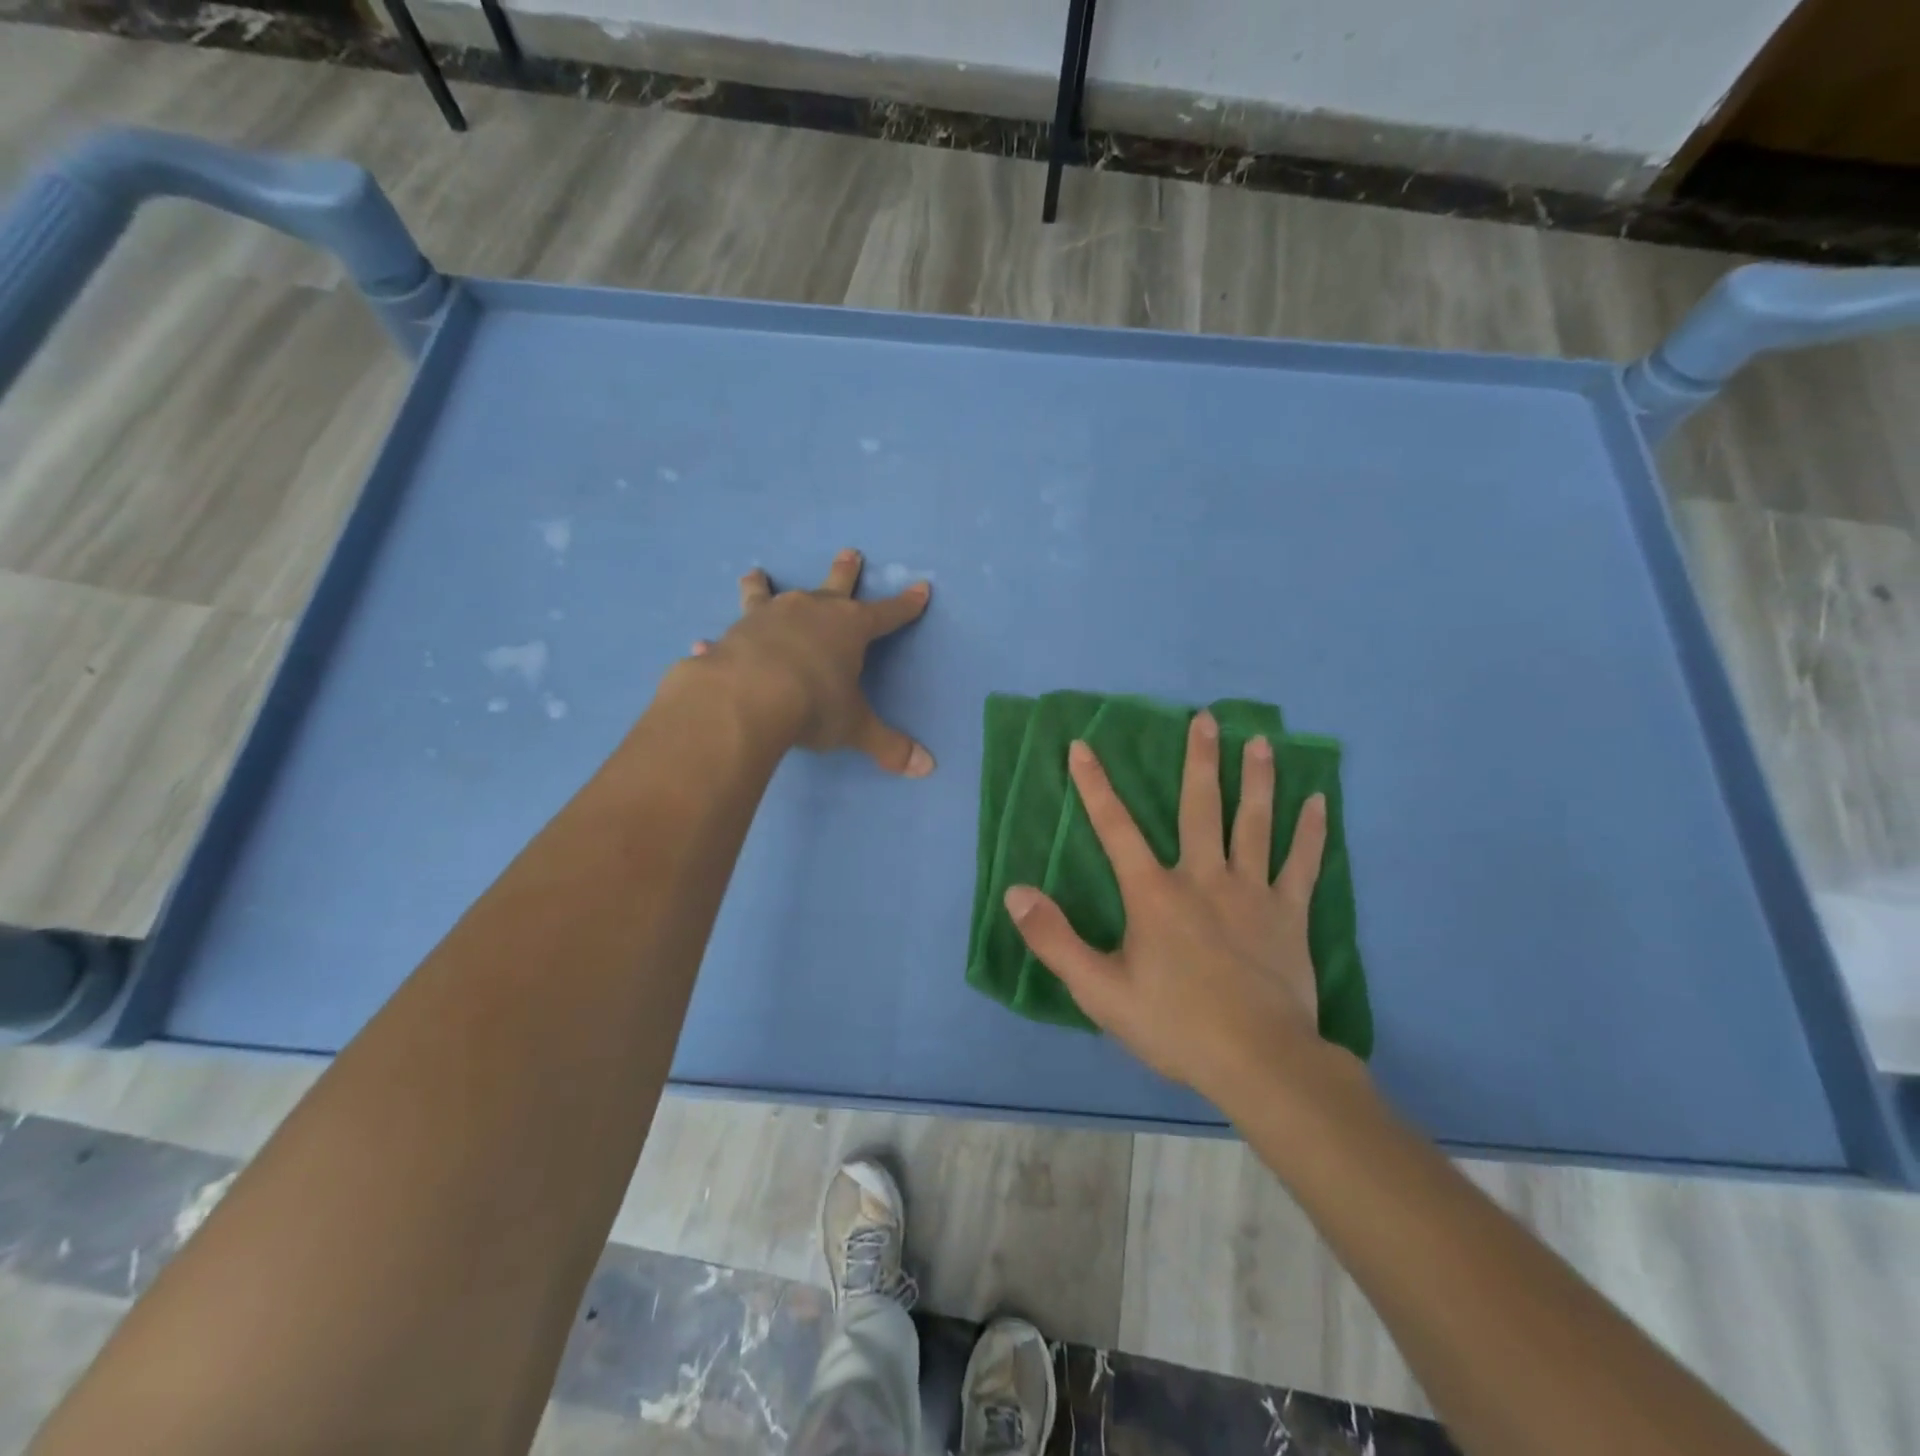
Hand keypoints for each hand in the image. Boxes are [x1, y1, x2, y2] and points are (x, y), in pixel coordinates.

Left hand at [690, 549, 933, 775]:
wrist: (747, 697)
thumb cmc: (814, 705)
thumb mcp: (855, 728)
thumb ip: (888, 745)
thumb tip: (927, 768)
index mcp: (850, 628)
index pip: (887, 613)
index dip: (906, 604)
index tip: (921, 587)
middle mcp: (811, 611)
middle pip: (835, 584)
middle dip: (846, 570)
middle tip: (851, 552)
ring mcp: (768, 617)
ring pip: (770, 594)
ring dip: (764, 585)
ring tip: (756, 573)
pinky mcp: (733, 634)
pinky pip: (727, 634)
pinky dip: (719, 640)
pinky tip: (703, 642)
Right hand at [1004, 711, 1342, 1102]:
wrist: (1258, 1061)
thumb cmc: (1174, 1024)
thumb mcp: (1099, 990)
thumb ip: (1054, 939)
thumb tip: (1016, 892)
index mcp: (1154, 894)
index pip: (1116, 828)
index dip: (1094, 786)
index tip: (1082, 746)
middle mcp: (1203, 878)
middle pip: (1200, 808)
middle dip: (1200, 760)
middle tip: (1207, 718)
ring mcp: (1252, 892)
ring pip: (1254, 823)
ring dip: (1256, 779)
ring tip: (1262, 740)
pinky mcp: (1289, 914)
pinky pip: (1303, 864)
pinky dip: (1311, 832)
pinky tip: (1319, 802)